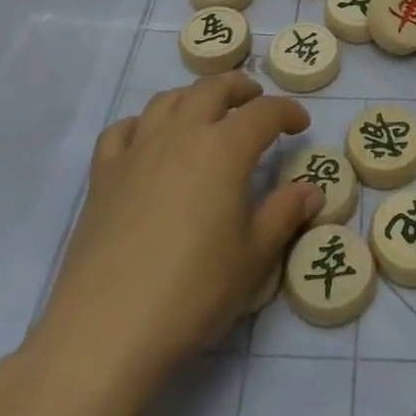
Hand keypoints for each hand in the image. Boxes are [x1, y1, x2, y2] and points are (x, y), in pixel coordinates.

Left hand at [27, 72, 321, 393]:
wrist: (108, 328)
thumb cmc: (193, 292)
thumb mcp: (253, 257)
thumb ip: (283, 214)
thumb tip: (311, 190)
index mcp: (224, 149)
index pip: (264, 113)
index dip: (288, 112)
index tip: (300, 125)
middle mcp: (181, 134)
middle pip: (212, 89)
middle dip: (239, 88)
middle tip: (255, 100)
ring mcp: (137, 150)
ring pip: (167, 100)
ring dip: (193, 97)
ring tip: (206, 113)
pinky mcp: (103, 174)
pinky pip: (122, 130)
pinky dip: (142, 124)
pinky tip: (148, 141)